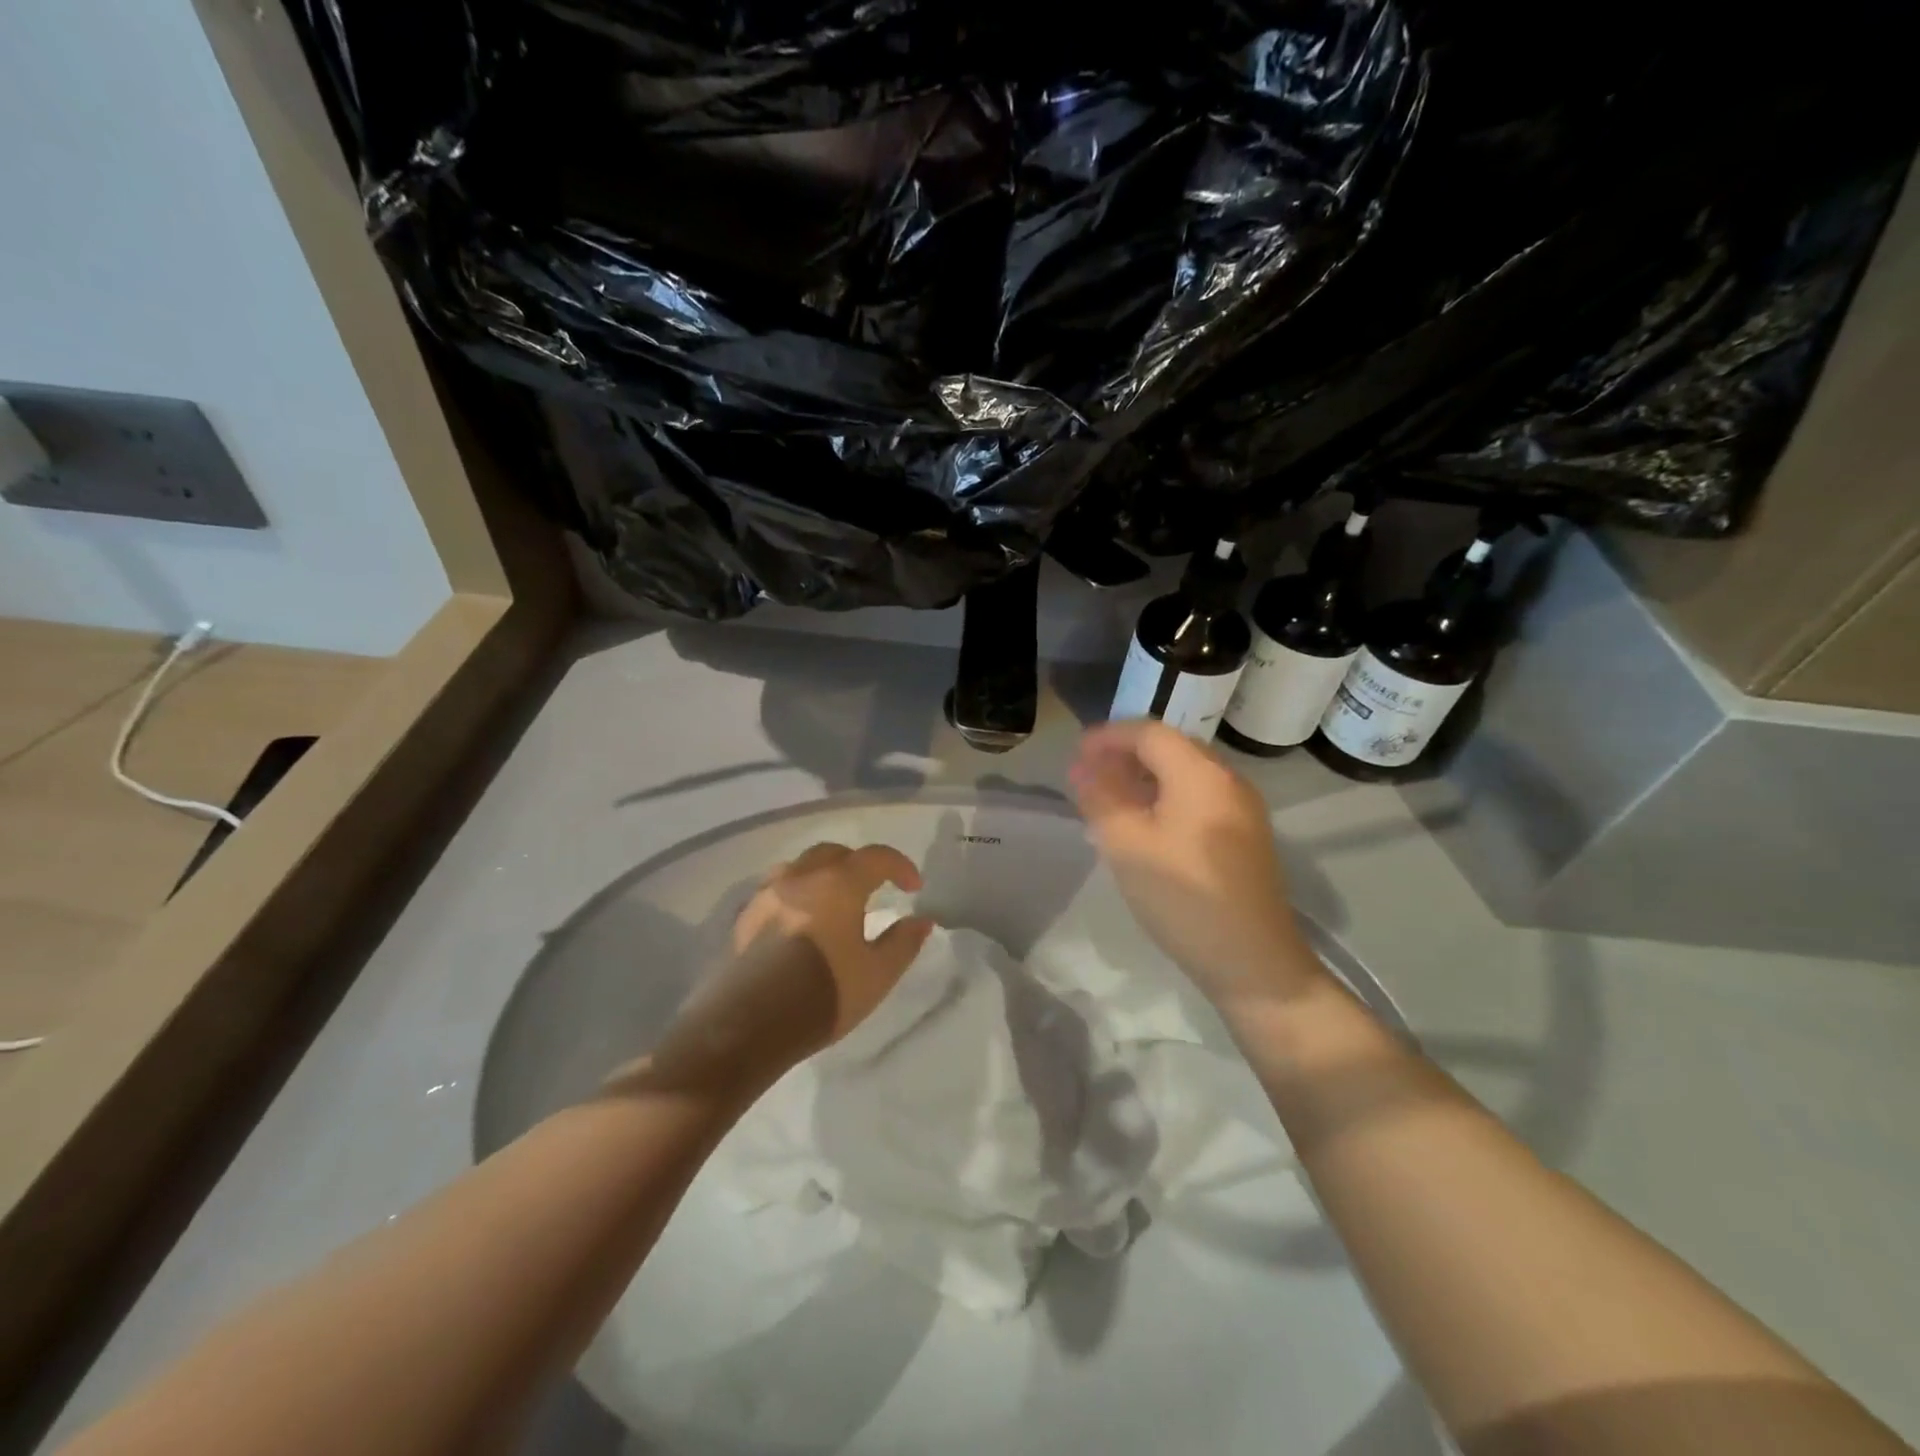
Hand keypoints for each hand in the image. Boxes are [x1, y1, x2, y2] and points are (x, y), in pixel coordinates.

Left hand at [730, 842, 934, 1047]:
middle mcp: (800, 878)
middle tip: (873, 888)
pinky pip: (776, 890)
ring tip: (833, 901)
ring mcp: (767, 895)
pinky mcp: (744, 918)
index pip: (876, 857)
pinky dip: (796, 894)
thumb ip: (903, 942)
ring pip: (799, 867)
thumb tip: (921, 920)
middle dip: (858, 864)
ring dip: (822, 874)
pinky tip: (801, 922)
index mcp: (838, 884)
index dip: (900, 866)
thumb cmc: (823, 994)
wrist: (749, 1026)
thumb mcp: (877, 975)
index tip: (914, 888)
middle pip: (833, 853)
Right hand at [1069, 721, 1322, 1005]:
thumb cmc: (1183, 897)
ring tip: (1109, 800)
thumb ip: (1100, 799)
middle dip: (1126, 755)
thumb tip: (1082, 769)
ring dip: (1144, 778)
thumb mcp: (1127, 846)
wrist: (1253, 962)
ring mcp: (1242, 810)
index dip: (1109, 737)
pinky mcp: (1245, 837)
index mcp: (1201, 774)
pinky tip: (1144, 826)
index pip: (1149, 733)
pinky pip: (1198, 799)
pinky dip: (1165, 798)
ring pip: (1185, 775)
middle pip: (1171, 749)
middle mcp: (1228, 781)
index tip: (1076, 753)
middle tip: (1089, 775)